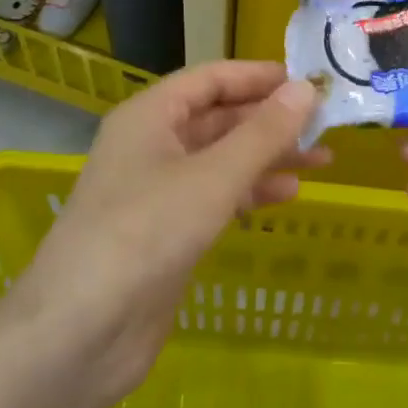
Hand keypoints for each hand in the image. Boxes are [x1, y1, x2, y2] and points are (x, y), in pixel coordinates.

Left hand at [6, 62, 324, 405]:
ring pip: (221, 159)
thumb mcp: (213, 177)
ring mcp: (157, 190)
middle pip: (218, 118)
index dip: (257, 76)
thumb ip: (263, 134)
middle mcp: (151, 145)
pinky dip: (250, 191)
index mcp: (150, 116)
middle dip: (269, 120)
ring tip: (322, 160)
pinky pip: (215, 196)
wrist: (82, 331)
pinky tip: (287, 195)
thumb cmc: (146, 233)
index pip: (210, 79)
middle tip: (325, 123)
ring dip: (267, 156)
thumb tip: (305, 89)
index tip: (307, 81)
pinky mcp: (166, 231)